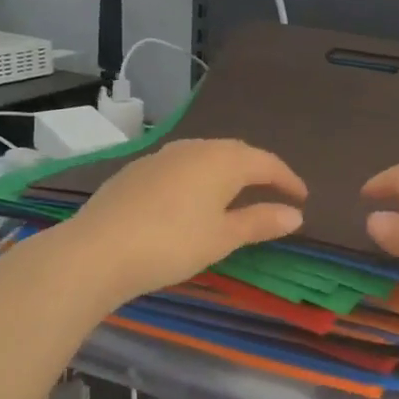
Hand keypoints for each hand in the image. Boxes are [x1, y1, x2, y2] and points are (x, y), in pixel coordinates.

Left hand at [60, 139, 306, 304]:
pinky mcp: (138, 169)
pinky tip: (192, 198)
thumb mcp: (223, 237)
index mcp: (223, 160)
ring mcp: (163, 156)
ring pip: (207, 155)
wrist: (96, 250)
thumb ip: (260, 222)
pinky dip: (199, 177)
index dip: (288, 180)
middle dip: (259, 170)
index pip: (267, 163)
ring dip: (228, 171)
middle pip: (237, 152)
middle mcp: (196, 148)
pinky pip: (182, 165)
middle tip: (274, 191)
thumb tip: (296, 215)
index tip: (302, 198)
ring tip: (237, 193)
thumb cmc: (172, 243)